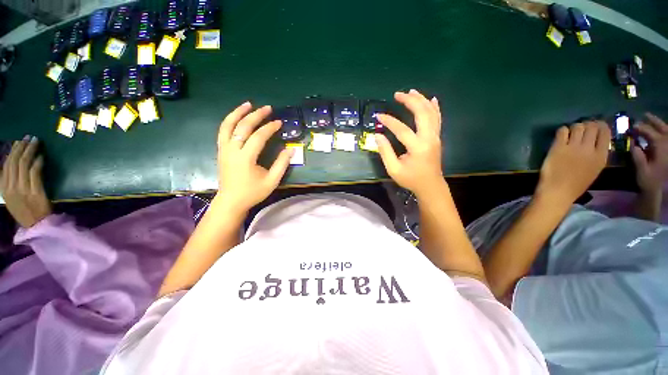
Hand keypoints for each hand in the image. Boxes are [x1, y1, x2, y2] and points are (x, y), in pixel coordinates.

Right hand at [1, 136, 51, 227]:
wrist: (37, 226)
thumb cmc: (26, 210)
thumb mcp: (12, 196)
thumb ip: (10, 182)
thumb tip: (10, 163)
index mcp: (4, 188)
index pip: (6, 165)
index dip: (13, 151)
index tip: (19, 141)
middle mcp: (11, 188)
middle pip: (14, 162)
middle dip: (22, 147)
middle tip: (29, 137)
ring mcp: (22, 190)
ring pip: (24, 165)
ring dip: (30, 151)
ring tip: (36, 142)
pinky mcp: (35, 193)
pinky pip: (35, 174)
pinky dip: (38, 163)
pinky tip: (41, 156)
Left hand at [215, 102, 292, 212]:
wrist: (231, 201)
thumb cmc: (252, 192)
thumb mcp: (272, 181)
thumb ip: (281, 164)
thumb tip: (291, 149)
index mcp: (245, 158)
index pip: (258, 137)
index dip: (270, 128)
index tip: (279, 123)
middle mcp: (232, 150)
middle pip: (243, 127)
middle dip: (256, 115)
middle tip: (267, 108)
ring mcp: (224, 149)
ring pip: (228, 125)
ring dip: (238, 113)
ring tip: (248, 104)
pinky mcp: (221, 151)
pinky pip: (223, 131)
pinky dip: (230, 121)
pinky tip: (237, 117)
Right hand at [375, 89, 443, 196]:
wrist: (430, 185)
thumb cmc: (411, 179)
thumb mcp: (394, 169)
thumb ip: (385, 152)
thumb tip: (377, 135)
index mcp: (417, 147)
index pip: (402, 129)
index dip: (389, 121)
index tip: (378, 116)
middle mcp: (429, 138)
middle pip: (422, 113)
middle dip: (410, 101)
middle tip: (397, 94)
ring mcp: (435, 137)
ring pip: (431, 113)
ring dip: (421, 100)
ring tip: (411, 92)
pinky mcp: (437, 137)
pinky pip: (438, 119)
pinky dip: (434, 108)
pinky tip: (431, 99)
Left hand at [536, 121, 609, 204]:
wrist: (558, 191)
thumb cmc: (576, 184)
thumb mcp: (595, 169)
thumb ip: (597, 154)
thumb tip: (596, 139)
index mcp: (601, 156)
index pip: (605, 132)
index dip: (600, 126)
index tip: (596, 126)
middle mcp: (589, 149)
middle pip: (592, 126)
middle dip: (588, 124)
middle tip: (582, 128)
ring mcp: (573, 147)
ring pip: (577, 126)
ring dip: (575, 127)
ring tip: (571, 132)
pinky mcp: (558, 147)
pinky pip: (562, 131)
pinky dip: (562, 130)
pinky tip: (561, 136)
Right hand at [631, 113, 667, 193]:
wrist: (664, 191)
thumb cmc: (652, 182)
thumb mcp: (643, 171)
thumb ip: (638, 157)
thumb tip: (633, 145)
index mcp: (660, 145)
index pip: (648, 132)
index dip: (639, 128)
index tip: (631, 126)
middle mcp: (667, 142)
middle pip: (660, 128)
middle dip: (652, 122)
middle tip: (644, 116)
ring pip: (666, 130)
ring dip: (659, 124)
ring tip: (651, 119)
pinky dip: (664, 132)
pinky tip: (660, 131)